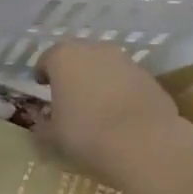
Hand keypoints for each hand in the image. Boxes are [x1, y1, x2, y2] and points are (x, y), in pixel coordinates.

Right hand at [36, 39, 192, 186]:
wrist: (144, 143)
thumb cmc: (86, 133)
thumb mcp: (52, 135)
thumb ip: (43, 124)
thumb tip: (42, 121)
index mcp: (63, 57)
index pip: (46, 59)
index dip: (43, 75)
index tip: (42, 88)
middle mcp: (94, 50)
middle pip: (77, 58)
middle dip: (72, 74)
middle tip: (69, 97)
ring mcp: (126, 61)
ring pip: (104, 67)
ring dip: (99, 81)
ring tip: (97, 107)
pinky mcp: (150, 77)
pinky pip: (127, 81)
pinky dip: (121, 92)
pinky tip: (121, 115)